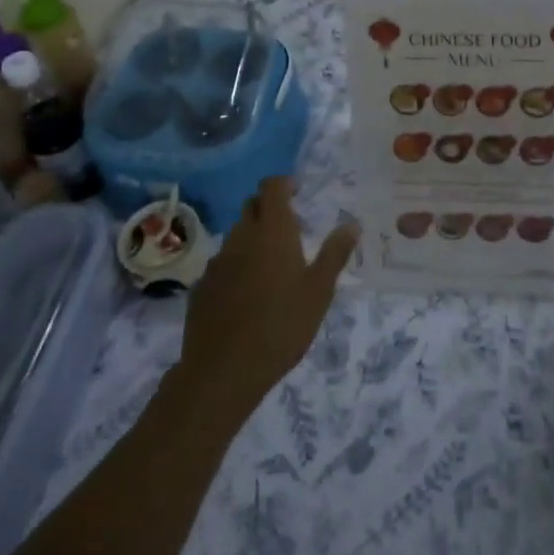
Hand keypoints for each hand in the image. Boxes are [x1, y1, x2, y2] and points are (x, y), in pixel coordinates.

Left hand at [178, 177, 357, 420]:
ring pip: (236, 236)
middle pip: (251, 207)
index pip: (271, 187)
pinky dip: (236, 266)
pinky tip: (246, 294)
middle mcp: (241, 237)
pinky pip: (222, 264)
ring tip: (271, 265)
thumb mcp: (319, 291)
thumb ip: (334, 254)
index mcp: (272, 231)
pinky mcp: (201, 287)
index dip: (283, 184)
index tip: (298, 191)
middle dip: (268, 208)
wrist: (224, 371)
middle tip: (289, 228)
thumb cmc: (282, 325)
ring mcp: (216, 262)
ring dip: (252, 239)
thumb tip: (352, 223)